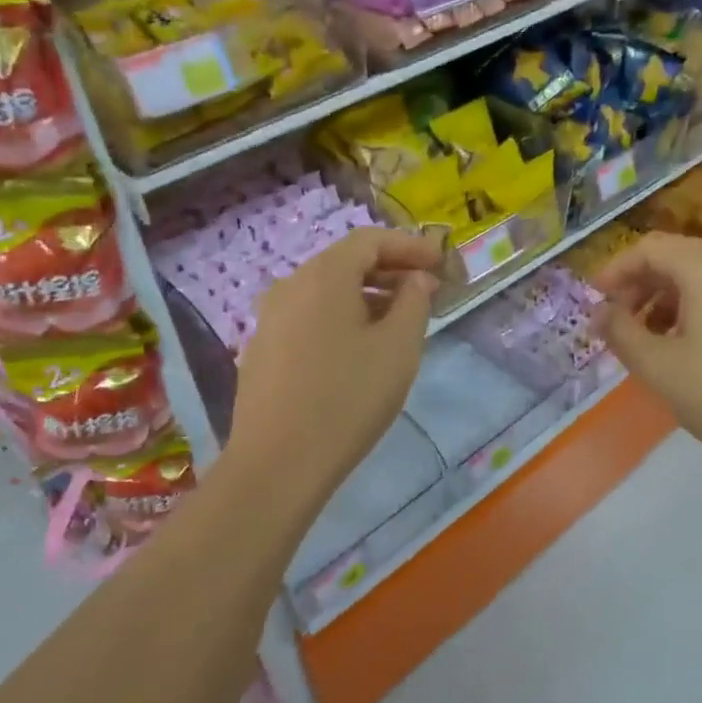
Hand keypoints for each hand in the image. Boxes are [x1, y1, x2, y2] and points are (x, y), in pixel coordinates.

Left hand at [228, 228, 440, 502]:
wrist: (278, 462)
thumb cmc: (348, 398)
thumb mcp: (398, 348)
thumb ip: (414, 302)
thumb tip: (416, 279)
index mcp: (324, 275)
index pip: (370, 240)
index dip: (409, 246)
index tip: (440, 262)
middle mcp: (290, 286)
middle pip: (344, 262)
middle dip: (388, 270)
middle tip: (424, 290)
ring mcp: (269, 318)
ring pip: (324, 292)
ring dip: (364, 296)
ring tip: (397, 320)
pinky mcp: (261, 350)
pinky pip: (307, 317)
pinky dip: (339, 318)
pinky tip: (356, 349)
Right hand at [592, 233, 701, 479]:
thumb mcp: (658, 366)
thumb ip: (620, 331)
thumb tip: (601, 313)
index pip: (650, 248)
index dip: (615, 270)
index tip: (595, 301)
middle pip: (678, 257)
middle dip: (641, 286)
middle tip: (619, 323)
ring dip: (669, 299)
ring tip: (652, 340)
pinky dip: (699, 308)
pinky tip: (691, 347)